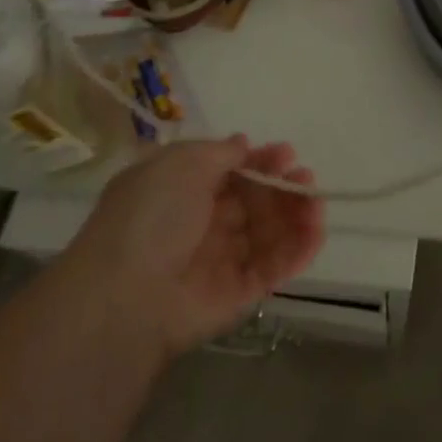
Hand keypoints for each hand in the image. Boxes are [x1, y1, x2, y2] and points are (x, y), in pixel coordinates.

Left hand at [63, 137, 324, 357]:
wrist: (124, 297)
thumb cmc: (150, 217)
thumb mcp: (181, 164)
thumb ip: (219, 152)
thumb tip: (242, 144)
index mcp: (185, 192)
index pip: (234, 172)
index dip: (261, 161)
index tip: (287, 153)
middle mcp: (204, 225)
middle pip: (256, 201)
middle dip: (285, 187)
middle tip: (306, 179)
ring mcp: (221, 261)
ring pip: (269, 233)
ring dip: (298, 215)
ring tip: (317, 205)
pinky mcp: (236, 295)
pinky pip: (272, 268)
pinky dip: (297, 251)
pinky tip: (315, 232)